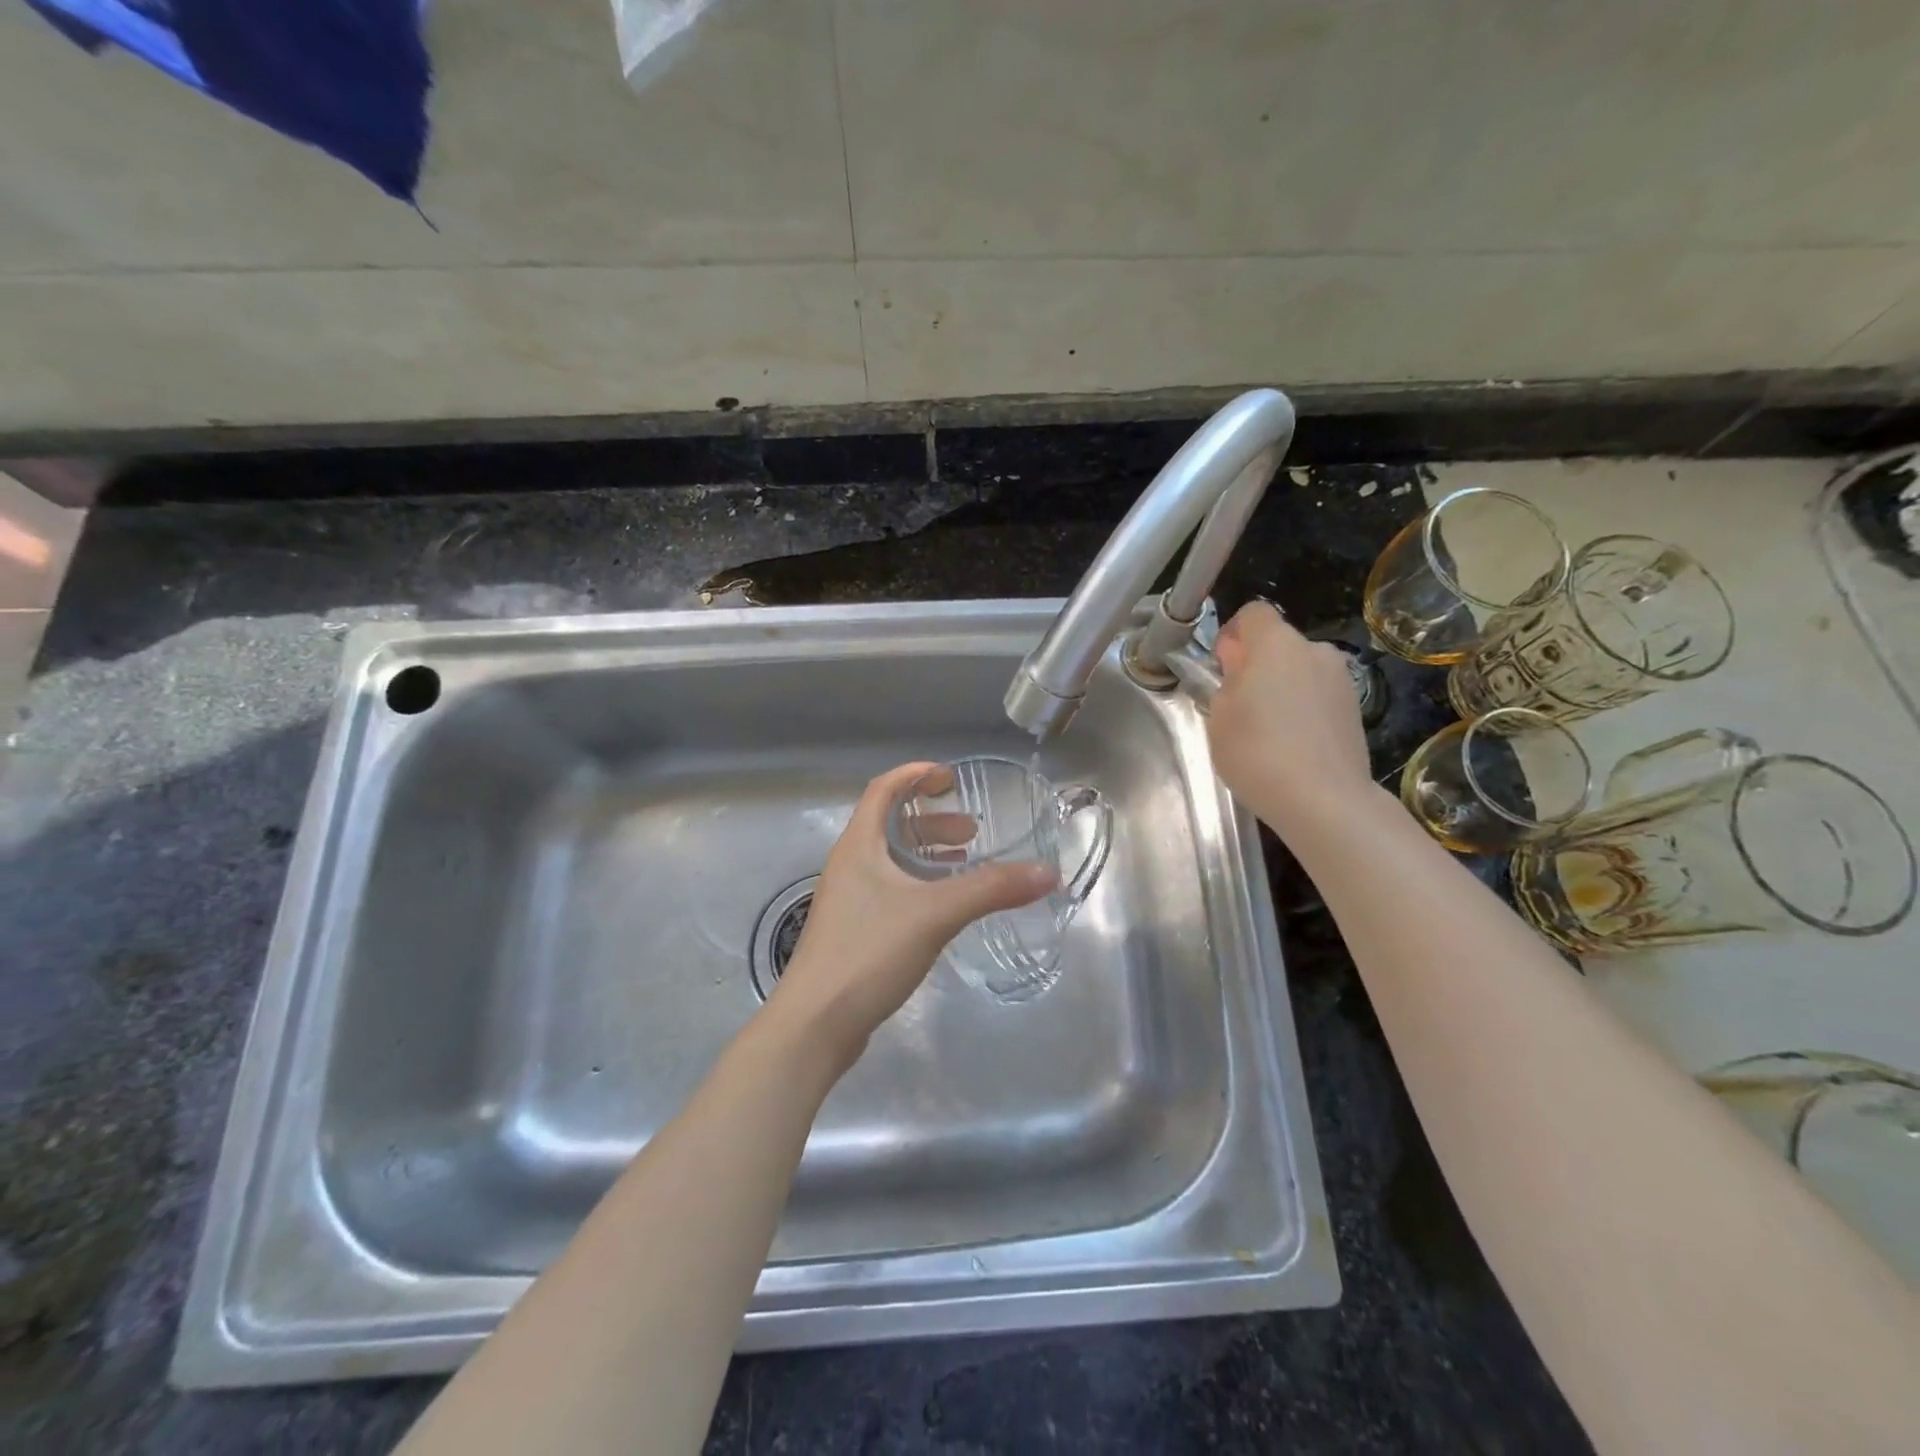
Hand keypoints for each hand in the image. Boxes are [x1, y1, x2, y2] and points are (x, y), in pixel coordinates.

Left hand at [767, 762, 1056, 1068]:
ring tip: (965, 862)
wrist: (815, 1024)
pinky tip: (944, 906)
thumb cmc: (868, 952)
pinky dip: (920, 884)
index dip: (914, 775)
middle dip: (932, 820)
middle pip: (889, 825)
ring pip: (891, 860)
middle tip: (972, 831)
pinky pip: (891, 890)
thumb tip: (1048, 872)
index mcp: (858, 845)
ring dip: (928, 854)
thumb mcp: (935, 914)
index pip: (882, 789)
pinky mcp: (854, 931)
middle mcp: (849, 865)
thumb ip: (990, 890)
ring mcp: (849, 900)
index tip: (950, 776)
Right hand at [1207, 602, 1375, 833]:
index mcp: (1276, 644)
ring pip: (1300, 670)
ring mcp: (1341, 679)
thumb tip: (1239, 668)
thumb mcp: (1219, 717)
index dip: (1232, 634)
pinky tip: (1293, 745)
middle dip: (1257, 665)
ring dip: (1282, 687)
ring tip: (1268, 731)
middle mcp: (1314, 650)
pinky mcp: (1355, 708)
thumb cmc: (1257, 752)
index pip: (1252, 613)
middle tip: (1240, 706)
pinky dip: (1303, 709)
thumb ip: (1227, 682)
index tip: (1222, 667)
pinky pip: (1318, 695)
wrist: (1324, 799)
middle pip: (1278, 644)